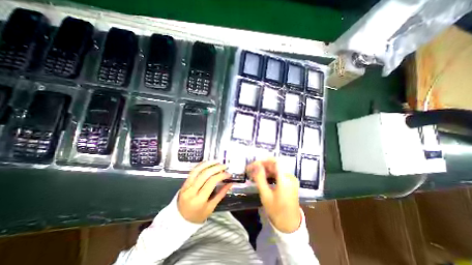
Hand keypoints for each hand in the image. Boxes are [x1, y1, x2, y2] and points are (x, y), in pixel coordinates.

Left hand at [178, 161, 232, 223]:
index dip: (221, 176)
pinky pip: (192, 171)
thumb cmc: (197, 216)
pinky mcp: (184, 183)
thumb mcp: (211, 208)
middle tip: (224, 166)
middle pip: (205, 174)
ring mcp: (186, 186)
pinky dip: (200, 165)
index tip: (228, 173)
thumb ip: (221, 194)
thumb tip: (230, 184)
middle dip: (216, 168)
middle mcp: (191, 191)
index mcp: (199, 199)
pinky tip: (207, 163)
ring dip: (208, 164)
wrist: (178, 220)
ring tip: (217, 161)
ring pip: (197, 170)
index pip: (211, 182)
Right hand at [245, 158, 300, 232]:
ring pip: (276, 169)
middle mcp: (290, 176)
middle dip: (262, 166)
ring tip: (255, 175)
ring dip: (265, 170)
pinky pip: (279, 174)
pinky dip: (270, 174)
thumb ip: (260, 178)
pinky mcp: (290, 182)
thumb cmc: (276, 211)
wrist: (290, 224)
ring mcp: (291, 179)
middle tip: (251, 170)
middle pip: (274, 165)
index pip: (274, 162)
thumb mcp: (265, 195)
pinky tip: (263, 178)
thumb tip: (256, 165)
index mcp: (285, 179)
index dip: (263, 161)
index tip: (253, 165)